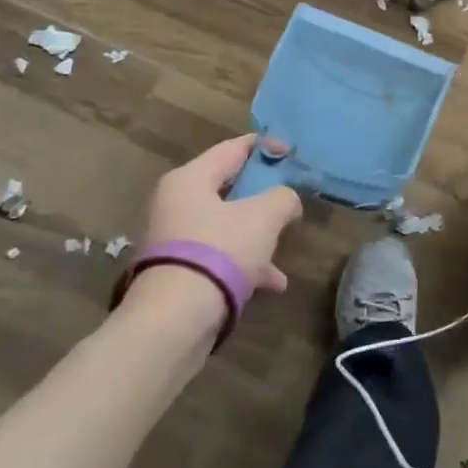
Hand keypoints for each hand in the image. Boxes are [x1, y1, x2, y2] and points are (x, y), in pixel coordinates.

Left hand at [136, 134, 302, 303]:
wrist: (174, 320)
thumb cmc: (220, 251)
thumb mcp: (264, 217)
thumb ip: (283, 198)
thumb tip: (287, 200)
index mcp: (190, 179)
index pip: (232, 148)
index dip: (266, 147)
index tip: (292, 154)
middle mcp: (176, 203)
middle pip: (229, 188)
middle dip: (263, 196)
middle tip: (289, 201)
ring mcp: (175, 240)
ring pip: (226, 226)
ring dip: (258, 236)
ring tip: (284, 251)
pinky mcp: (179, 273)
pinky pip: (219, 257)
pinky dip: (245, 264)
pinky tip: (272, 284)